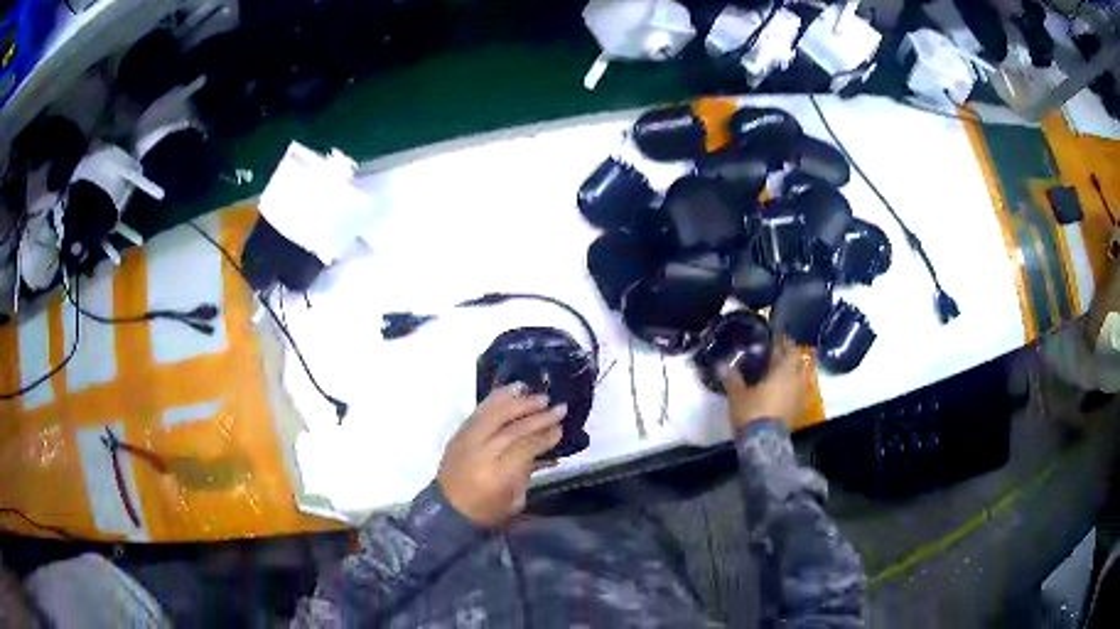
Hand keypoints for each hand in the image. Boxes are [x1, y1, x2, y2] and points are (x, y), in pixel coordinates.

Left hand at [437, 384, 565, 528]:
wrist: (446, 510)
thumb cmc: (486, 511)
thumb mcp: (514, 500)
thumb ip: (526, 472)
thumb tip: (539, 448)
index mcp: (496, 475)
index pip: (524, 448)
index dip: (544, 437)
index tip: (560, 429)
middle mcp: (480, 453)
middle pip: (512, 429)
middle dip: (538, 417)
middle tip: (559, 409)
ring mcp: (467, 440)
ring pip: (495, 415)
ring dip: (520, 404)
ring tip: (540, 396)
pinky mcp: (459, 434)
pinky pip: (479, 411)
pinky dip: (497, 399)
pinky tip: (514, 390)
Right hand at [724, 336, 806, 431]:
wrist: (763, 442)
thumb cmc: (752, 411)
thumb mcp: (737, 394)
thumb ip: (732, 377)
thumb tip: (722, 364)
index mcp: (783, 370)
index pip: (788, 349)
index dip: (782, 343)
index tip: (774, 341)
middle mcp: (796, 379)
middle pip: (797, 361)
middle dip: (788, 357)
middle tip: (776, 356)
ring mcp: (800, 395)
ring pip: (801, 376)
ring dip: (793, 372)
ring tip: (780, 372)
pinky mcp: (799, 409)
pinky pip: (799, 391)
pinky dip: (793, 387)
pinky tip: (784, 390)